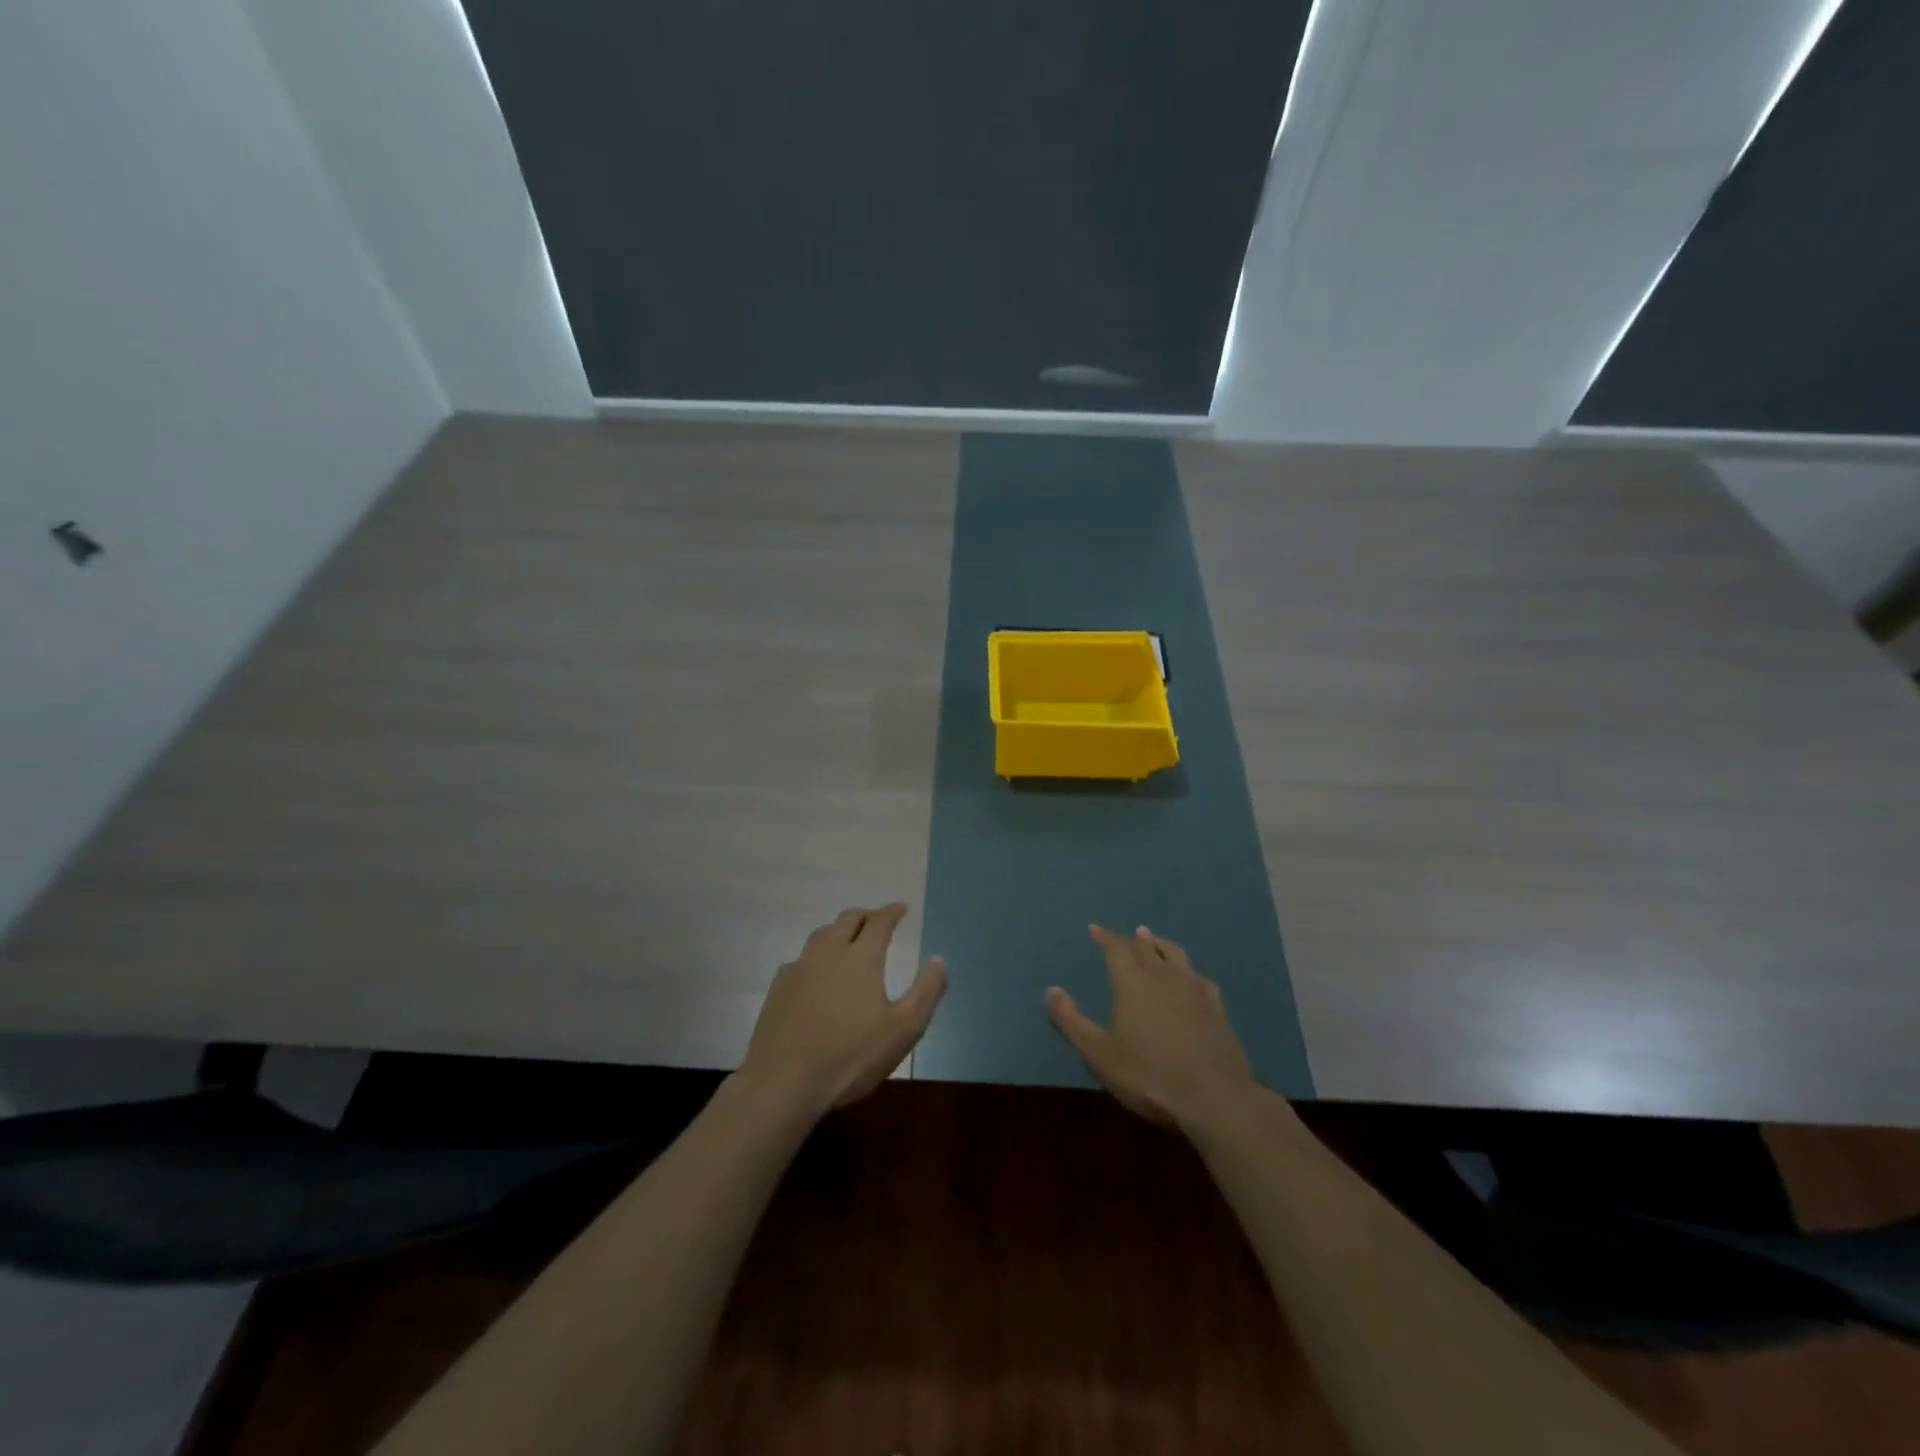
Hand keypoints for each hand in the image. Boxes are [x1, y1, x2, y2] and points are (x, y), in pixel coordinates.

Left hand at [741, 904, 945, 1115]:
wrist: (784, 1081)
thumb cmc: (851, 1056)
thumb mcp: (903, 1029)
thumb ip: (926, 992)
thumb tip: (939, 959)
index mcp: (861, 957)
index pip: (879, 921)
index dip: (892, 912)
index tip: (901, 908)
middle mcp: (829, 952)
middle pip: (848, 920)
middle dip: (866, 916)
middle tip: (876, 921)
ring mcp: (799, 968)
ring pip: (821, 934)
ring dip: (839, 931)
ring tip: (847, 941)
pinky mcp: (778, 987)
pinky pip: (801, 959)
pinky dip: (815, 957)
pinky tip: (816, 975)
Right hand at [1047, 924, 1259, 1131]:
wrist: (1214, 1098)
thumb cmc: (1149, 1076)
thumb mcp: (1099, 1054)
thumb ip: (1071, 1021)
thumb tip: (1051, 990)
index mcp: (1133, 982)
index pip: (1117, 948)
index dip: (1105, 936)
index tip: (1095, 928)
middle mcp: (1163, 976)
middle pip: (1146, 948)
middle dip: (1132, 940)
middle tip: (1126, 935)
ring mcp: (1194, 990)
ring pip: (1175, 955)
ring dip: (1161, 945)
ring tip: (1153, 939)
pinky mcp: (1217, 1008)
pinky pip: (1200, 978)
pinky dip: (1189, 972)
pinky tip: (1192, 978)